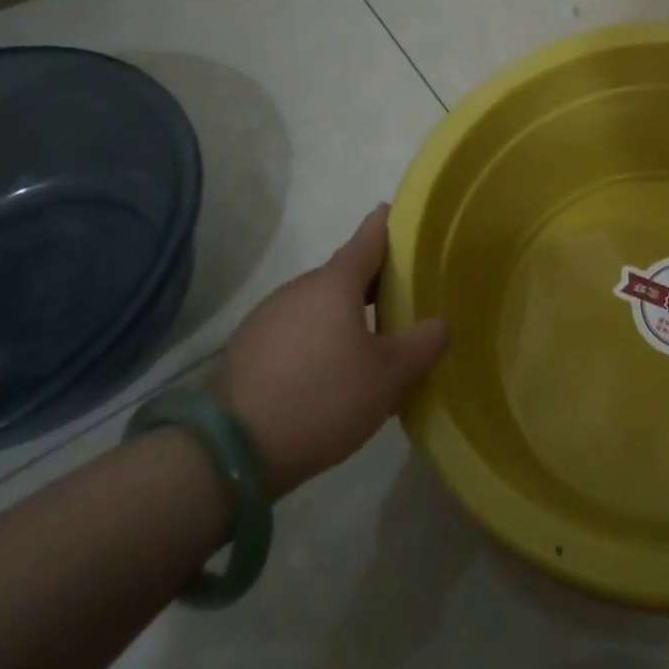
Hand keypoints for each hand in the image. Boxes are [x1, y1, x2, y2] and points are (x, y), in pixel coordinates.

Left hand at [214, 204, 446, 498]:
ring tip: (371, 341)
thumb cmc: (323, 398)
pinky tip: (328, 371)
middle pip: (344, 273)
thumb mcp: (390, 376)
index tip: (404, 215)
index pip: (369, 237)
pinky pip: (295, 330)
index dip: (390, 224)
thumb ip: (424, 343)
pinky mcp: (247, 349)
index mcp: (335, 283)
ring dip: (345, 313)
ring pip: (318, 304)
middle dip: (374, 280)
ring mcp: (267, 318)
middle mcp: (298, 289)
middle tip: (405, 297)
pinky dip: (318, 337)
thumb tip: (439, 324)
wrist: (229, 453)